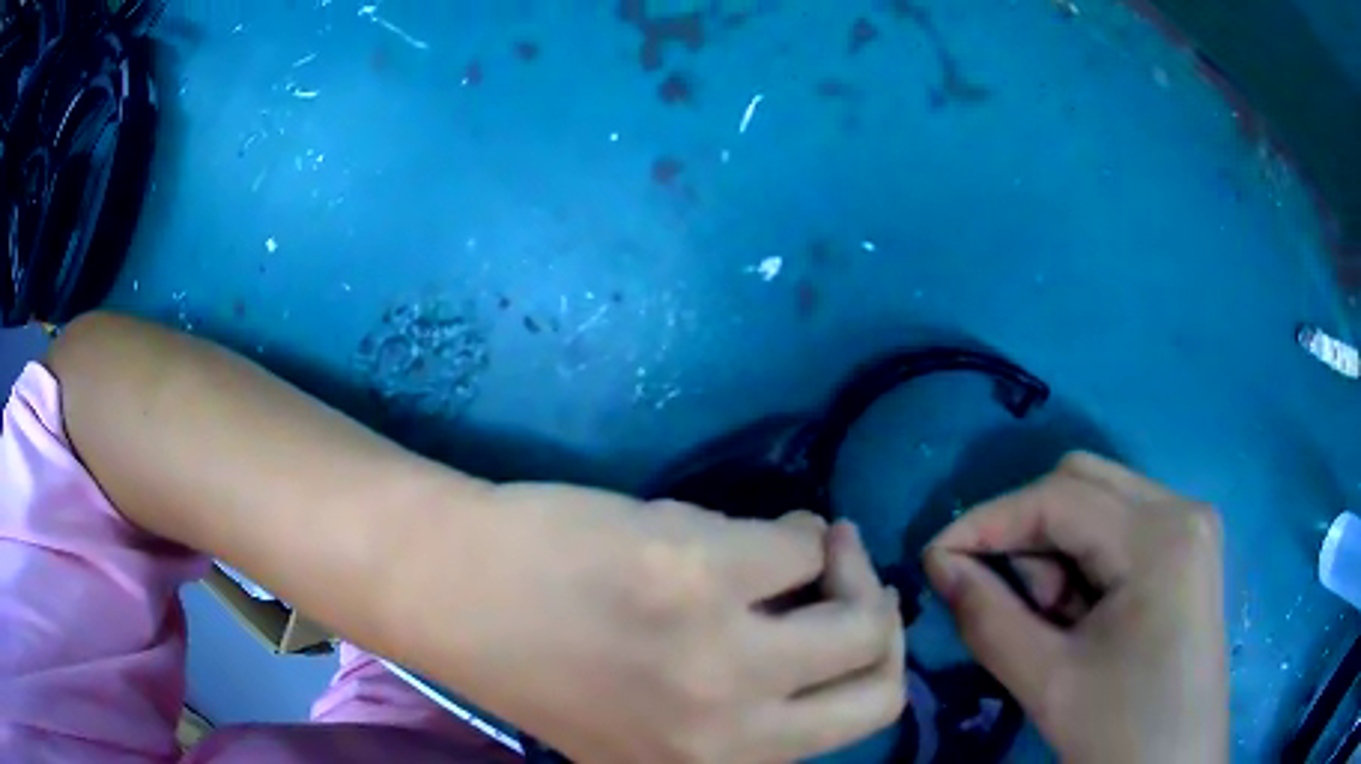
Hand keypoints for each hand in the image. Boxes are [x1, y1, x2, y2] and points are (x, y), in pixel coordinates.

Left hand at [396, 484, 904, 763]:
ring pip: (861, 611)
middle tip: (843, 578)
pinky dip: (794, 528)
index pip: (859, 727)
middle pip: (880, 679)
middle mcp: (730, 734)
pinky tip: (755, 525)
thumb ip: (742, 710)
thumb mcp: (654, 725)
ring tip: (809, 542)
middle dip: (877, 619)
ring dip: (845, 565)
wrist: (455, 592)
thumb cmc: (548, 662)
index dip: (869, 669)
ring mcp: (722, 656)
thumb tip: (834, 635)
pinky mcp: (701, 572)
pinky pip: (801, 541)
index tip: (850, 625)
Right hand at [921, 453, 1226, 763]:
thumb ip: (986, 618)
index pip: (1058, 496)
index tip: (934, 556)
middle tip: (1004, 598)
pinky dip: (1085, 560)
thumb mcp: (1048, 682)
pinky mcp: (1189, 549)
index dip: (988, 520)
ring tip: (1052, 619)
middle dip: (1027, 532)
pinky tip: (1081, 613)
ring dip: (1057, 550)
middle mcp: (1182, 508)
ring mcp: (1191, 526)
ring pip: (1100, 502)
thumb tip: (940, 565)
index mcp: (1160, 535)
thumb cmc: (1121, 733)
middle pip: (1082, 483)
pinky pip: (1122, 527)